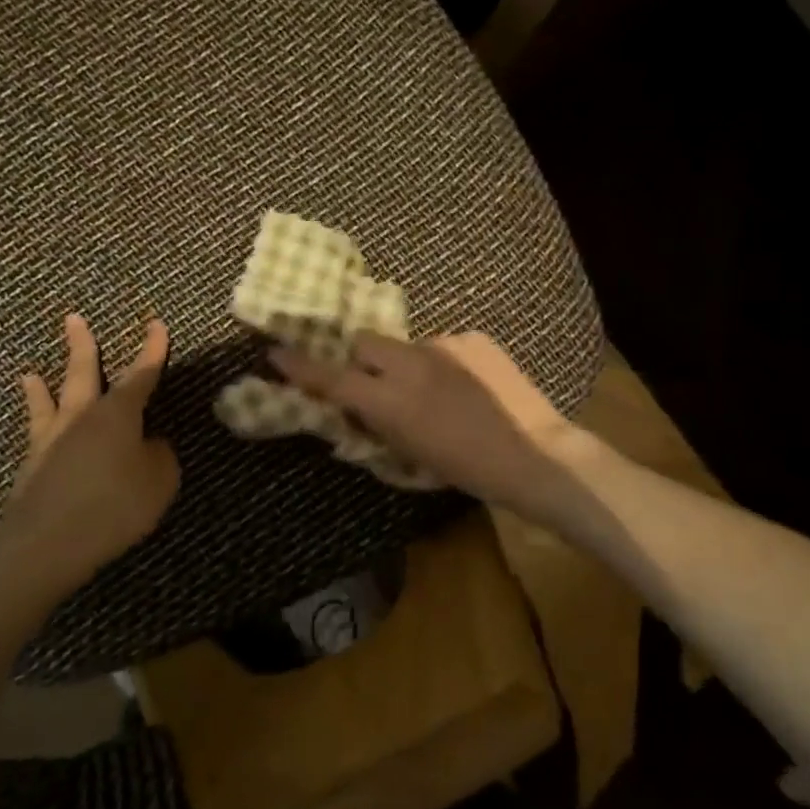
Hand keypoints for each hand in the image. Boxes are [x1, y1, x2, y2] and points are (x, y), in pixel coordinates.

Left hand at [0, 313, 178, 596]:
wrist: (48, 541)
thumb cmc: (114, 505)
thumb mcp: (159, 481)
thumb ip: (160, 456)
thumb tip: (151, 445)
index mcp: (118, 414)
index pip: (141, 375)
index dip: (152, 351)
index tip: (156, 324)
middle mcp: (82, 417)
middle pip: (84, 373)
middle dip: (82, 346)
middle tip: (72, 320)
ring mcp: (52, 440)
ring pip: (49, 403)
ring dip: (41, 387)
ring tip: (29, 374)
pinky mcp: (33, 468)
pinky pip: (37, 436)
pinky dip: (36, 427)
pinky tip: (37, 433)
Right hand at [269, 332, 581, 518]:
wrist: (535, 454)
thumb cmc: (467, 470)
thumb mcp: (410, 457)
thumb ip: (377, 426)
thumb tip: (357, 408)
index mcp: (392, 401)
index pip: (333, 379)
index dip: (300, 367)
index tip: (274, 352)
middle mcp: (411, 364)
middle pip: (365, 343)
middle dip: (362, 360)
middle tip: (378, 385)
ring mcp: (445, 346)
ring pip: (407, 346)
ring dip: (408, 365)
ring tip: (438, 393)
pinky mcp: (473, 338)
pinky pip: (443, 347)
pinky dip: (444, 364)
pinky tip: (468, 387)